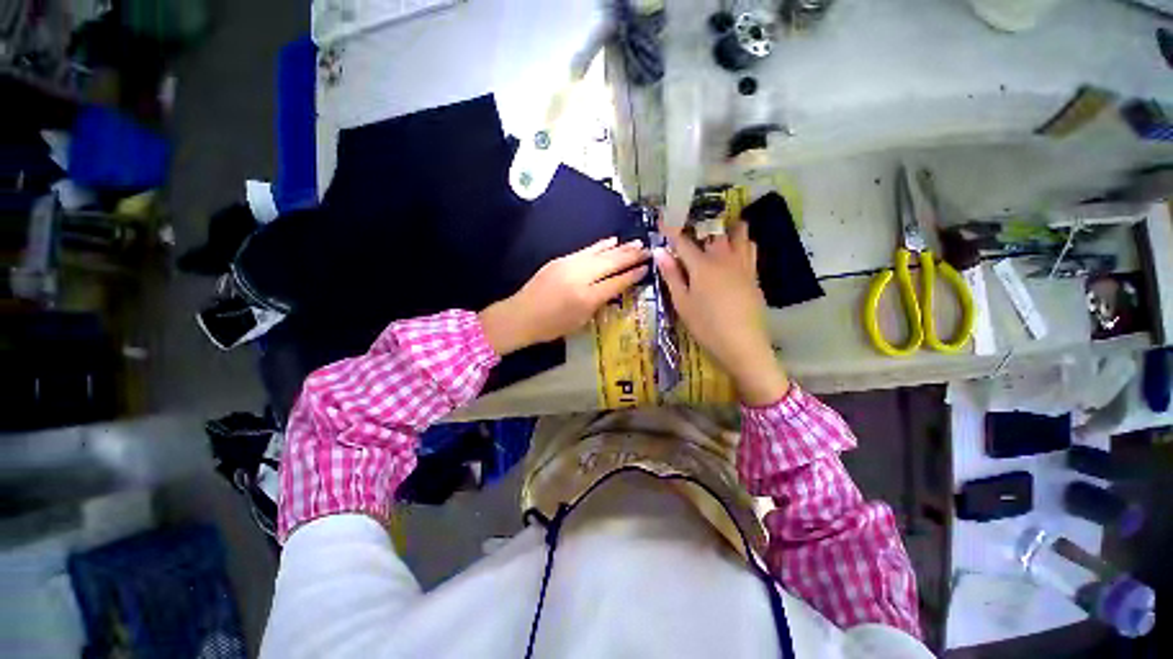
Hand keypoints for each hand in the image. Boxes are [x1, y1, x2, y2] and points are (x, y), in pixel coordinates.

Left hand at [480, 237, 648, 355]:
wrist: (520, 316)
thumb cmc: (551, 327)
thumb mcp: (580, 321)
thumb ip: (598, 303)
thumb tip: (613, 288)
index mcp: (587, 298)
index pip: (616, 283)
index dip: (633, 275)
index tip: (647, 268)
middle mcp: (580, 277)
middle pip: (611, 263)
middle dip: (631, 256)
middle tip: (647, 250)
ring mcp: (569, 265)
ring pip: (600, 253)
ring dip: (619, 248)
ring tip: (636, 243)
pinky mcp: (561, 260)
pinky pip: (586, 250)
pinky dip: (601, 246)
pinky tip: (612, 241)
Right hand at [655, 222, 789, 405]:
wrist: (742, 344)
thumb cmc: (706, 325)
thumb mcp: (682, 303)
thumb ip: (671, 275)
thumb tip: (659, 252)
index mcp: (702, 266)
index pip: (683, 242)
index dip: (671, 230)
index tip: (663, 219)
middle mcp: (724, 258)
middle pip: (714, 232)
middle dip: (701, 226)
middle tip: (692, 229)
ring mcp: (742, 265)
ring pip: (739, 235)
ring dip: (728, 229)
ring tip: (718, 232)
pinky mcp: (754, 275)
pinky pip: (751, 249)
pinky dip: (743, 242)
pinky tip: (737, 250)